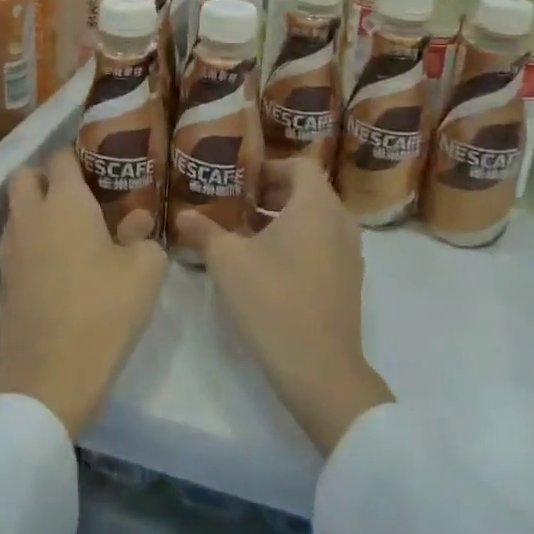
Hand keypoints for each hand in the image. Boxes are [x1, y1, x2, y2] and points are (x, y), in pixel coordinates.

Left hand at [0, 148, 168, 437]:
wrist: (50, 376)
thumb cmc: (104, 311)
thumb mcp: (145, 270)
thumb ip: (143, 236)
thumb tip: (136, 223)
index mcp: (65, 202)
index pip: (60, 157)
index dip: (77, 154)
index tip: (98, 163)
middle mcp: (31, 216)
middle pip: (24, 176)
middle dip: (45, 175)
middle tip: (78, 192)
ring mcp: (11, 249)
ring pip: (16, 210)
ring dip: (36, 209)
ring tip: (70, 229)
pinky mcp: (4, 281)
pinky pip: (15, 243)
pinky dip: (32, 241)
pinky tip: (58, 262)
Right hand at [175, 158, 393, 455]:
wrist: (320, 369)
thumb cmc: (272, 300)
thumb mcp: (227, 262)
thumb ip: (204, 231)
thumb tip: (182, 215)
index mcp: (315, 205)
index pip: (300, 164)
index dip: (270, 165)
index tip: (241, 179)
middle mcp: (340, 221)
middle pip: (309, 190)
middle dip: (273, 193)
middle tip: (238, 204)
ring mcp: (350, 253)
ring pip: (317, 219)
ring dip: (285, 219)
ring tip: (248, 234)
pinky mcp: (349, 280)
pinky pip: (325, 244)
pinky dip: (300, 242)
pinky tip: (269, 266)